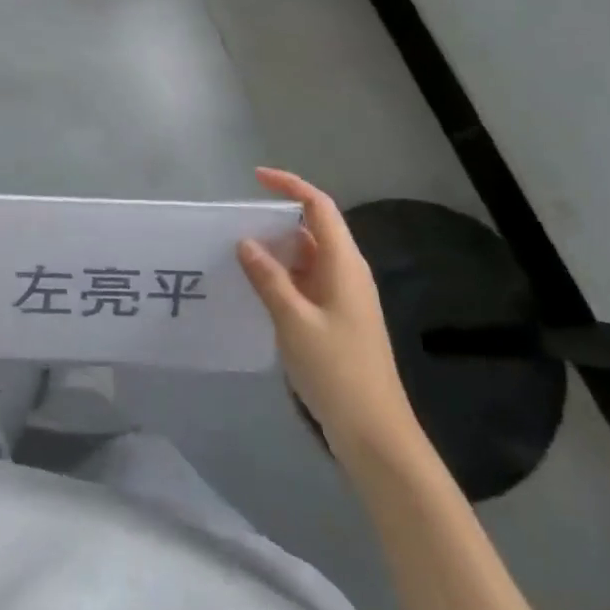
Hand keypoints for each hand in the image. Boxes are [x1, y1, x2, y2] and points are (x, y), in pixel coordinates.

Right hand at [237, 167, 422, 458]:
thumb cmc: (337, 370)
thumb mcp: (294, 321)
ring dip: (276, 252)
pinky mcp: (336, 319)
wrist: (374, 432)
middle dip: (276, 220)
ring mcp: (343, 298)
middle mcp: (347, 273)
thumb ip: (268, 278)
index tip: (256, 178)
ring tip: (236, 253)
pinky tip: (256, 289)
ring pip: (307, 258)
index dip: (290, 186)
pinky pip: (306, 283)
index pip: (319, 207)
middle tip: (235, 223)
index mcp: (344, 264)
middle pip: (313, 230)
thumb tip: (246, 242)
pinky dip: (282, 278)